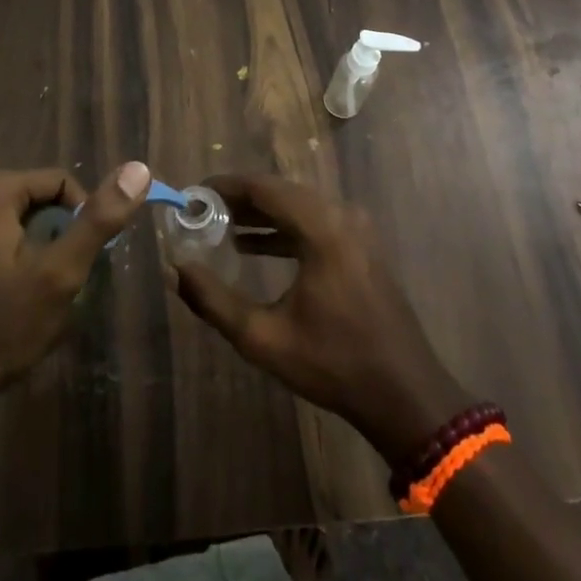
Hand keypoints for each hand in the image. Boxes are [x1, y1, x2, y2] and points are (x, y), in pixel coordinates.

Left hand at [0, 163, 150, 406]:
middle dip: (53, 235)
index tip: (79, 262)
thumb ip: (98, 219)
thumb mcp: (61, 273)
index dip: (81, 218)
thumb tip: (138, 168)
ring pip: (9, 224)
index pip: (61, 182)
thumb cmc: (3, 327)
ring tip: (30, 294)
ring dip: (28, 249)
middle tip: (58, 281)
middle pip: (33, 202)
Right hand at [172, 174, 471, 466]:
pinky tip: (255, 245)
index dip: (226, 186)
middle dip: (240, 199)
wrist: (404, 394)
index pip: (265, 188)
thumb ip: (214, 301)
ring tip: (221, 226)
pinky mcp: (362, 247)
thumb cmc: (333, 364)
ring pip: (299, 206)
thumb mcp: (264, 338)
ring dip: (261, 213)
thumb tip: (176, 270)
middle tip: (202, 210)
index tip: (193, 193)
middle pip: (282, 192)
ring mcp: (357, 231)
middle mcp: (342, 217)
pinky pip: (315, 222)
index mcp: (322, 229)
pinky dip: (284, 228)